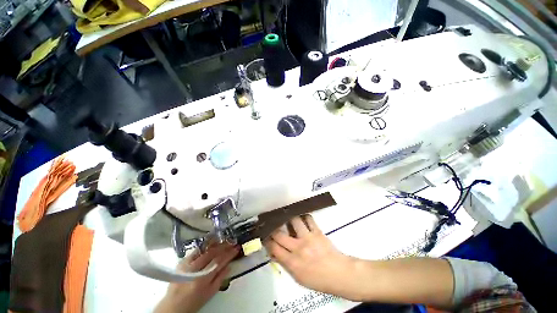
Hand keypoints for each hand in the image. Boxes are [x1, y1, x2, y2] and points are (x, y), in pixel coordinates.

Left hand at [155, 244, 238, 312]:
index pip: (219, 261)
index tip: (236, 248)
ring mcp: (187, 264)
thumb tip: (229, 265)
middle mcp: (194, 269)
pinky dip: (205, 246)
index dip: (229, 253)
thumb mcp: (210, 293)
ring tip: (224, 240)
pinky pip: (196, 251)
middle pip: (212, 253)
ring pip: (204, 249)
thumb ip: (220, 278)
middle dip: (224, 246)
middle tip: (232, 242)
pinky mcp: (182, 262)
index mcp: (202, 279)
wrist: (173, 305)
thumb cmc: (193, 302)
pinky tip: (211, 243)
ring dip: (216, 244)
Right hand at [264, 215, 357, 298]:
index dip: (267, 241)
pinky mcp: (317, 232)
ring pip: (293, 221)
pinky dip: (304, 217)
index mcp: (293, 263)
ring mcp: (308, 238)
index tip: (265, 236)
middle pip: (279, 234)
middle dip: (273, 229)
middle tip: (272, 225)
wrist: (339, 274)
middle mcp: (298, 248)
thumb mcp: (298, 278)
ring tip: (287, 217)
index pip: (274, 248)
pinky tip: (302, 218)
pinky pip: (308, 219)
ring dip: (289, 219)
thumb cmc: (318, 279)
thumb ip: (285, 264)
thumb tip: (275, 253)